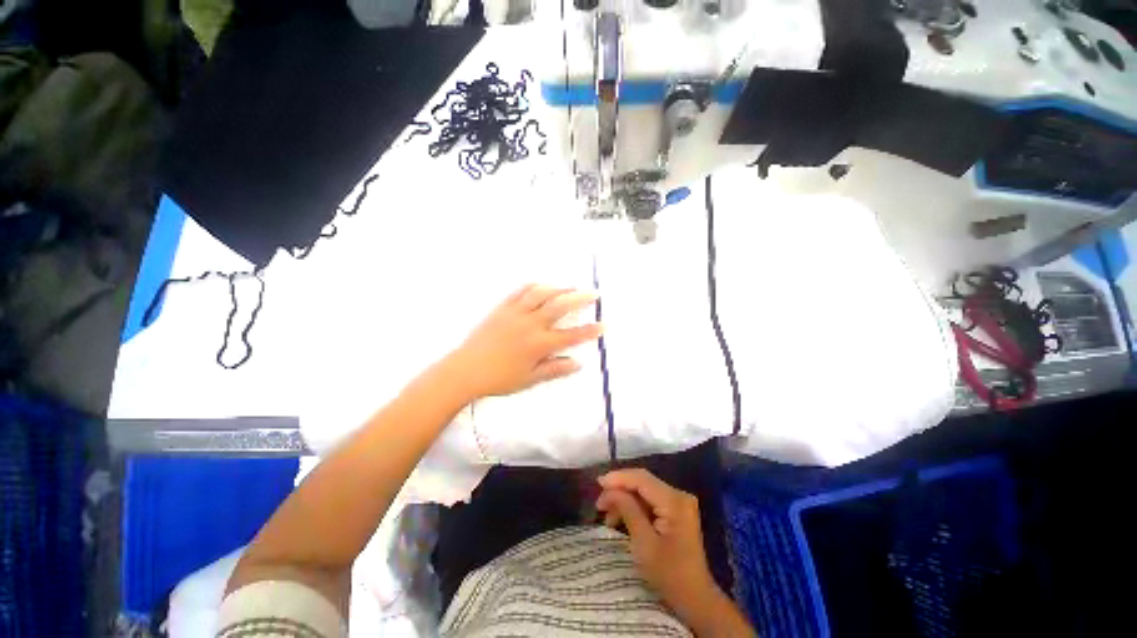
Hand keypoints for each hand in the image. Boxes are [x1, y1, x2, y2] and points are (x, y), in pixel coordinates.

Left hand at [444, 284, 602, 400]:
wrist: (465, 370)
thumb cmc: (499, 378)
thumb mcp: (530, 379)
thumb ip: (555, 369)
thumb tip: (578, 364)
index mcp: (539, 344)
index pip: (571, 336)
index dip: (590, 330)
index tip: (604, 325)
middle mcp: (531, 324)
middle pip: (560, 307)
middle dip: (580, 299)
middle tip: (594, 294)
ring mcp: (516, 313)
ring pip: (542, 294)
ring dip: (560, 288)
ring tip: (572, 286)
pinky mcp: (502, 308)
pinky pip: (520, 292)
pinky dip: (534, 286)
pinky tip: (542, 285)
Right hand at [597, 469, 753, 636]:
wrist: (696, 599)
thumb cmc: (669, 575)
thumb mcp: (644, 543)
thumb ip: (627, 510)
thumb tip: (610, 489)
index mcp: (674, 501)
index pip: (641, 479)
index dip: (618, 478)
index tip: (597, 484)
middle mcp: (678, 495)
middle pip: (643, 482)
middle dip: (619, 489)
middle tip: (599, 503)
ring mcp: (679, 503)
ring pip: (644, 491)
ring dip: (625, 499)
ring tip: (607, 514)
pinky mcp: (676, 512)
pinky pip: (650, 501)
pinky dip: (634, 507)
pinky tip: (621, 518)